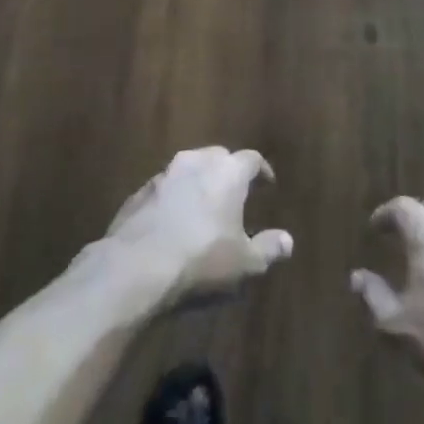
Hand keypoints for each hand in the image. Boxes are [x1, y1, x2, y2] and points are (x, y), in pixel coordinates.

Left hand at [102, 148, 293, 311]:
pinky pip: (164, 188)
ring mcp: (164, 174)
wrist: (136, 267)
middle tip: (235, 192)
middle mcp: (196, 162)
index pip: (252, 159)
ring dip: (198, 183)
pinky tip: (173, 221)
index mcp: (228, 172)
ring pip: (188, 169)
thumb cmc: (201, 260)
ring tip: (203, 206)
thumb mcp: (245, 263)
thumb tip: (288, 241)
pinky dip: (173, 198)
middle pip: (218, 157)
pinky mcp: (139, 192)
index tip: (266, 183)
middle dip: (228, 171)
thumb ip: (269, 248)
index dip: (261, 171)